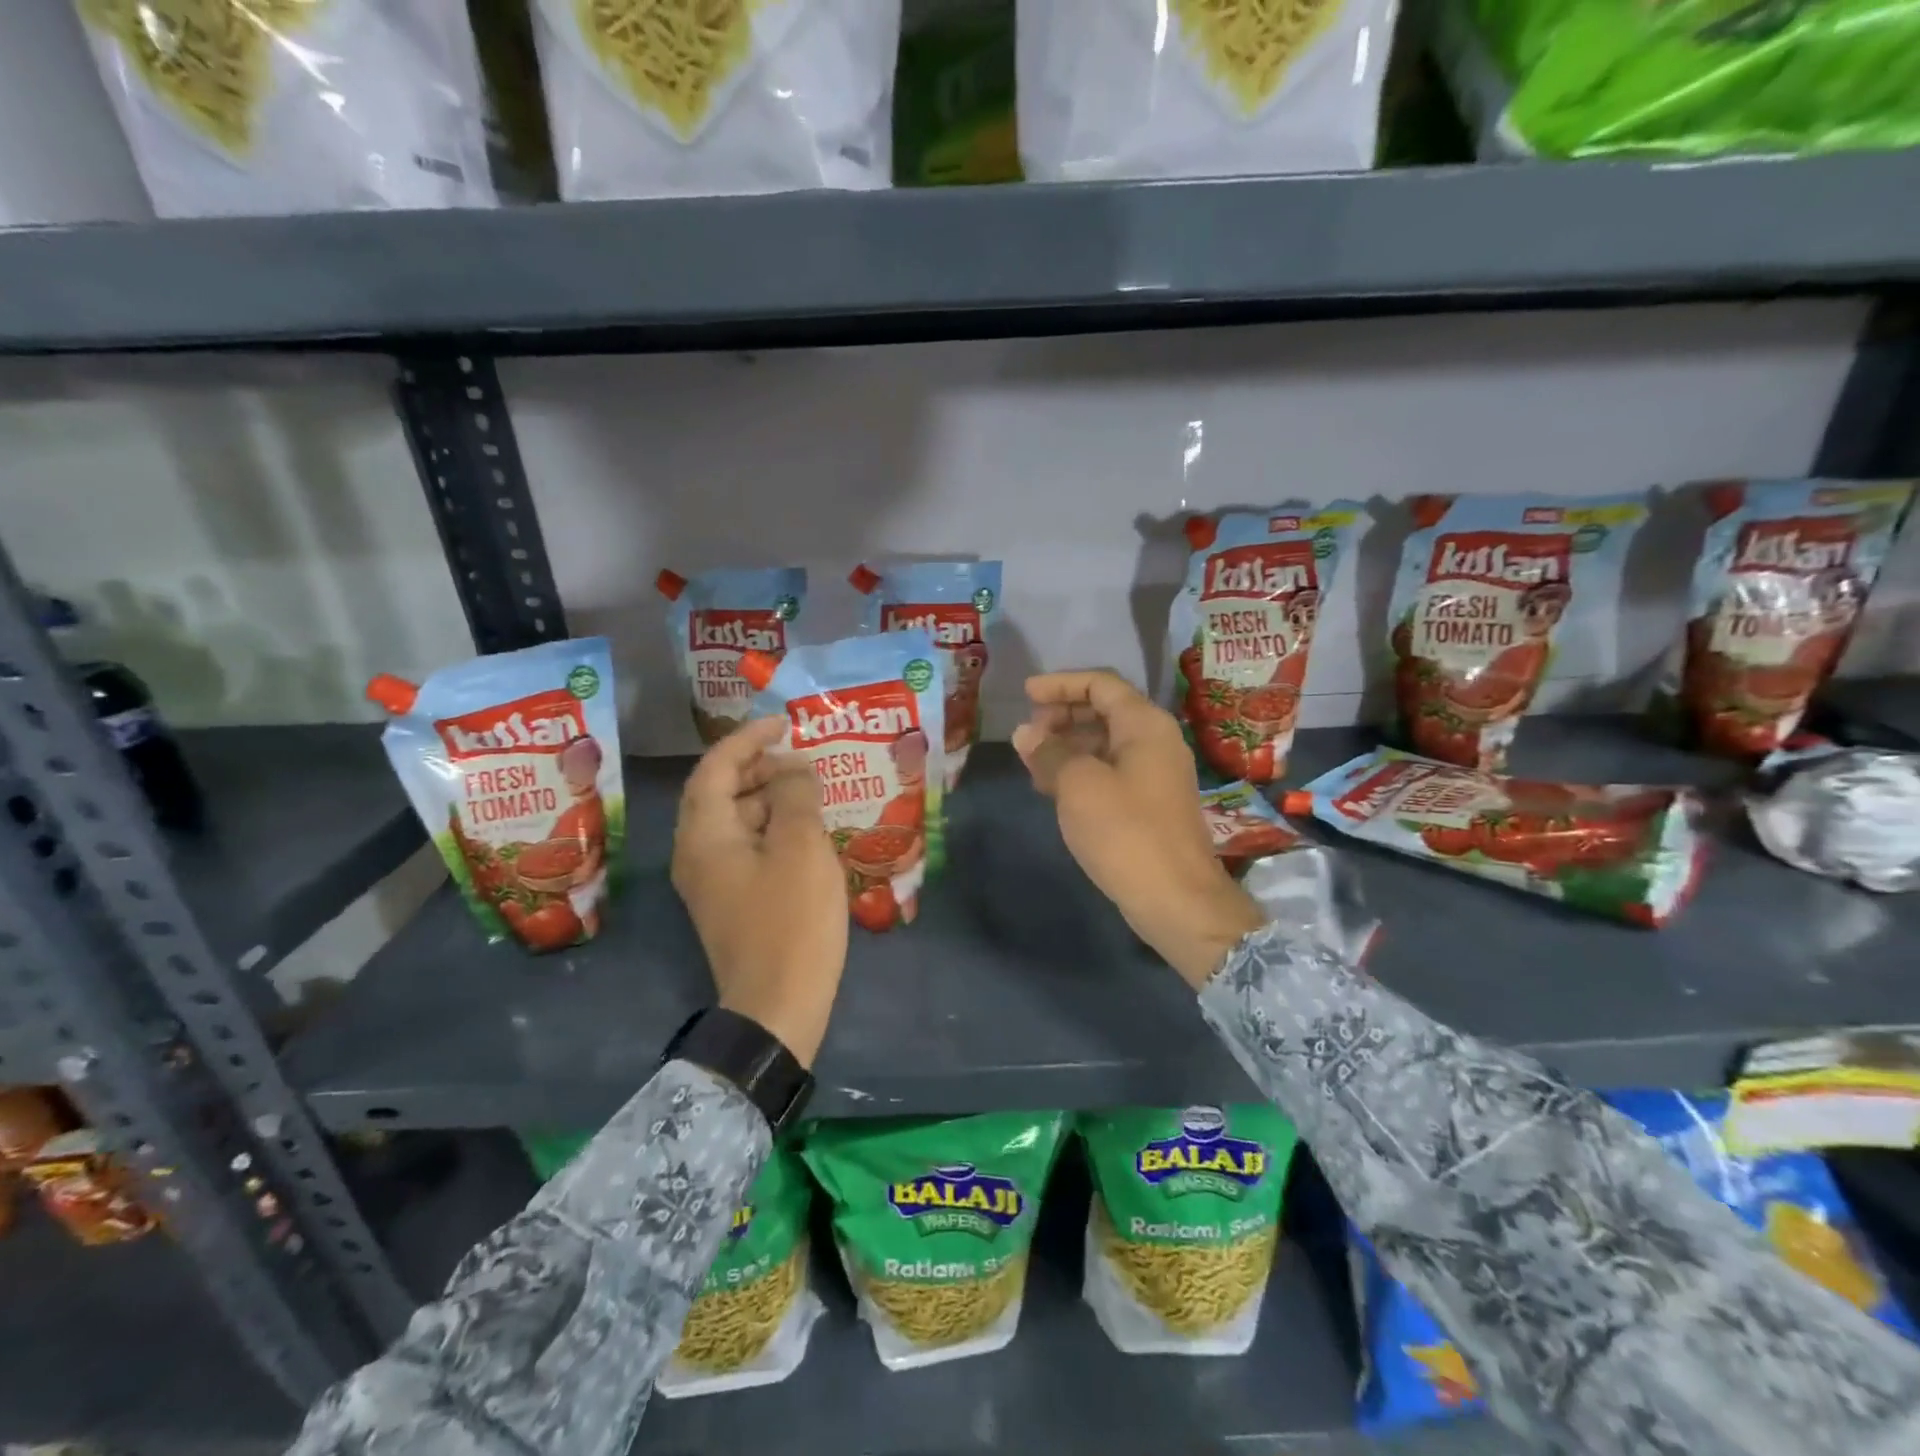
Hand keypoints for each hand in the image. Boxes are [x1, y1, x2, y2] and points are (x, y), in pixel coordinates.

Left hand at [672, 717, 847, 1066]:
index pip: (715, 767)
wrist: (777, 1006)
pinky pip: (745, 847)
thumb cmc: (790, 920)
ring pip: (733, 821)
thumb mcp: (801, 847)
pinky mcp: (730, 902)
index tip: (784, 723)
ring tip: (809, 790)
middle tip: (800, 757)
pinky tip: (805, 831)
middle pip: (719, 792)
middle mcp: (696, 853)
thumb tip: (794, 768)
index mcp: (704, 834)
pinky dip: (770, 828)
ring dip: (767, 798)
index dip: (748, 738)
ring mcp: (711, 881)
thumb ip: (796, 796)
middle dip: (757, 767)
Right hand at [1012, 671, 1263, 989]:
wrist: (1176, 898)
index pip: (1100, 684)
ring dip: (1067, 746)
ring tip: (1031, 762)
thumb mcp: (1078, 785)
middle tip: (1027, 733)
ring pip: (1105, 743)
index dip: (1060, 684)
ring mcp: (1155, 773)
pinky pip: (1110, 771)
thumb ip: (1049, 752)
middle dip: (1061, 716)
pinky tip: (1052, 788)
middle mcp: (1155, 741)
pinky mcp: (1150, 803)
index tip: (1025, 693)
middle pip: (1104, 711)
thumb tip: (1025, 733)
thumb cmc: (1125, 831)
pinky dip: (1080, 771)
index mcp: (1144, 724)